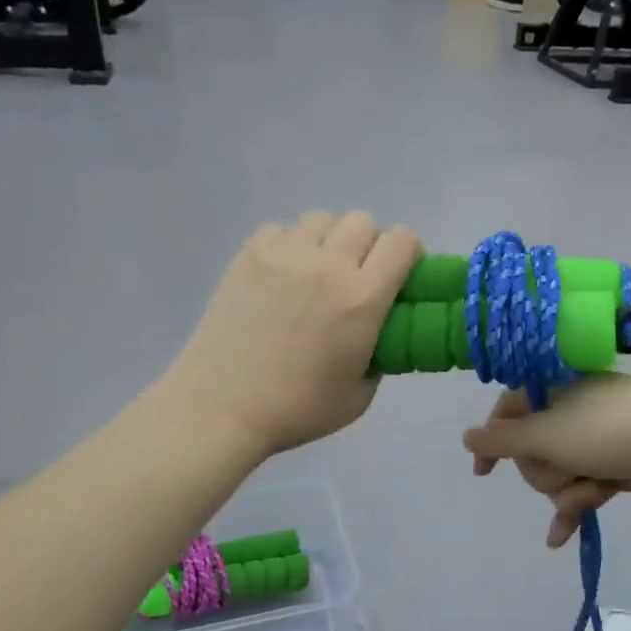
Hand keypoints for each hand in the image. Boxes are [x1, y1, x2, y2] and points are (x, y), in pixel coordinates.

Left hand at [162, 212, 420, 457]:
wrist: (223, 408)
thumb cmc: (297, 410)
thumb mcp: (360, 396)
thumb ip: (379, 356)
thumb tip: (377, 333)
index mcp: (362, 299)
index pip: (402, 242)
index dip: (408, 254)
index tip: (399, 276)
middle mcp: (327, 266)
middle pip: (363, 222)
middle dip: (369, 245)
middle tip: (356, 277)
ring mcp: (284, 255)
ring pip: (321, 219)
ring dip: (329, 240)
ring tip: (316, 272)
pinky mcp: (248, 255)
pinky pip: (280, 229)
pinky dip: (289, 244)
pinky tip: (281, 275)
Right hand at [462, 376, 630, 547]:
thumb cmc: (609, 431)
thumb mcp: (547, 434)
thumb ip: (502, 440)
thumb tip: (467, 437)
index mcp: (555, 389)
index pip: (509, 410)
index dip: (493, 441)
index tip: (483, 473)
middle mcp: (572, 410)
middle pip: (533, 450)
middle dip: (546, 470)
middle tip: (567, 468)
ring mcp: (596, 439)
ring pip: (558, 474)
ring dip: (568, 491)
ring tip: (592, 491)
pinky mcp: (615, 466)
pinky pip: (582, 488)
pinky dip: (574, 508)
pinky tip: (560, 538)